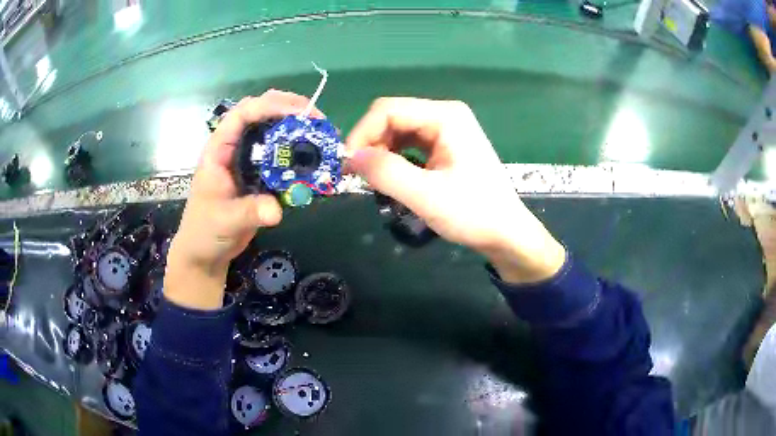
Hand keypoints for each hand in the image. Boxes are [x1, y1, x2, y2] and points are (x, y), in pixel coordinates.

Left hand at [165, 90, 323, 309]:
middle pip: (259, 111)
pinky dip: (296, 149)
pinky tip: (313, 154)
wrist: (206, 251)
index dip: (270, 107)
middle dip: (288, 107)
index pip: (242, 114)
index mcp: (219, 149)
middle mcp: (234, 146)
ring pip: (271, 128)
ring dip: (295, 124)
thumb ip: (250, 213)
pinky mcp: (259, 173)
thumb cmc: (205, 231)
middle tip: (316, 118)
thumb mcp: (225, 220)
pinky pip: (279, 152)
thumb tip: (276, 209)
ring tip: (320, 131)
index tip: (300, 113)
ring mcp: (247, 158)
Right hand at [347, 97, 565, 283]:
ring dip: (381, 153)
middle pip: (392, 117)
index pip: (388, 109)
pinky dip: (395, 159)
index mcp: (445, 116)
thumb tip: (350, 157)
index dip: (362, 133)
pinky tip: (394, 178)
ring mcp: (446, 129)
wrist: (505, 233)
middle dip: (371, 144)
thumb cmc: (473, 213)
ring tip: (376, 180)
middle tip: (360, 176)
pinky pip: (409, 144)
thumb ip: (386, 172)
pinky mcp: (445, 145)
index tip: (347, 164)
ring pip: (398, 131)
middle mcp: (445, 115)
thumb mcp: (426, 195)